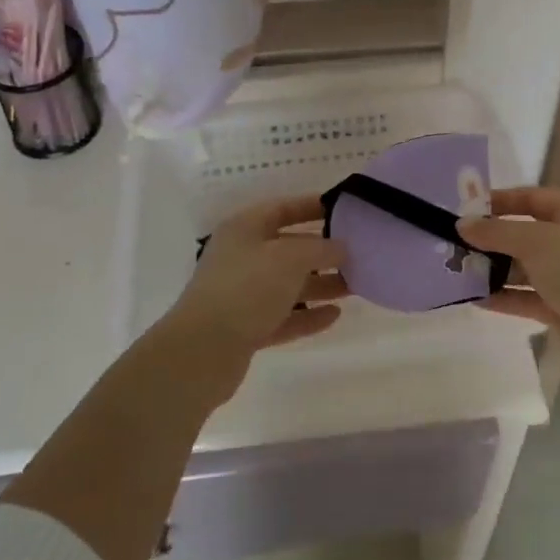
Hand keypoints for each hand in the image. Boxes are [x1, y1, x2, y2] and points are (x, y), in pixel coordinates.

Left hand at [164, 195, 348, 379]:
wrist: (202, 352)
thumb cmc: (247, 288)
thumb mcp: (290, 258)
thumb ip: (320, 248)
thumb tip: (341, 247)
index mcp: (245, 229)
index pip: (283, 208)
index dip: (312, 207)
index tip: (345, 211)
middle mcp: (242, 257)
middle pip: (288, 248)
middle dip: (323, 252)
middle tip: (357, 255)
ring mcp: (242, 294)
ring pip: (288, 284)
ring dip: (320, 284)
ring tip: (355, 286)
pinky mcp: (245, 329)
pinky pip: (284, 316)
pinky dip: (307, 315)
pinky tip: (335, 315)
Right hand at [458, 186, 559, 380]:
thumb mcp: (537, 243)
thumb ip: (497, 232)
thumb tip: (462, 224)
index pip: (530, 198)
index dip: (498, 201)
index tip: (464, 209)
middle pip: (523, 233)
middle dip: (490, 238)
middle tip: (452, 242)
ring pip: (522, 267)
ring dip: (493, 269)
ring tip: (456, 269)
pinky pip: (525, 296)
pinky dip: (502, 296)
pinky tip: (474, 298)